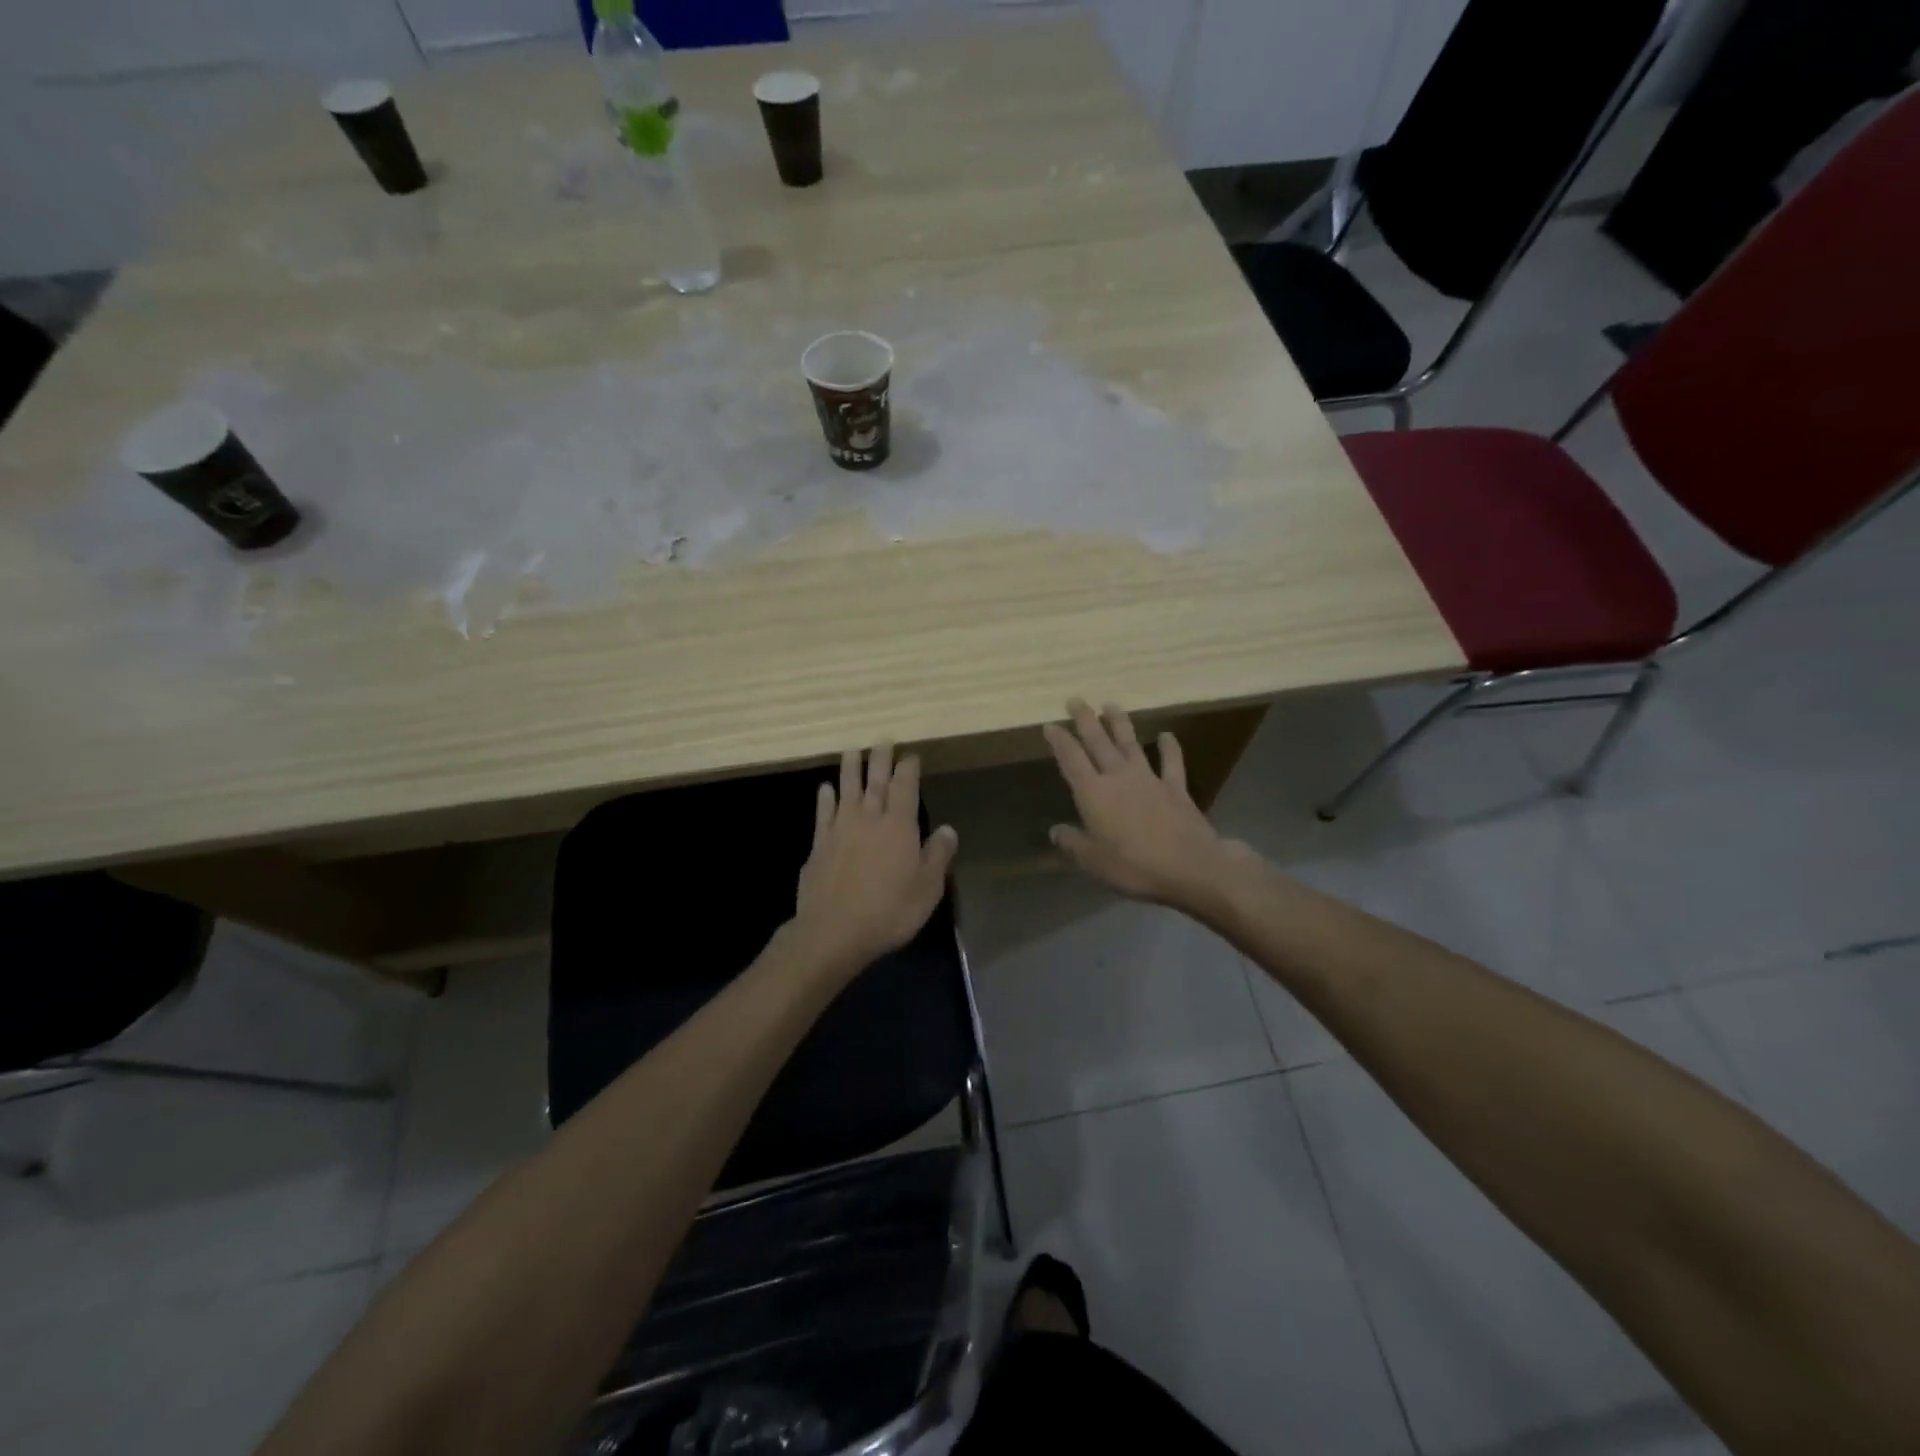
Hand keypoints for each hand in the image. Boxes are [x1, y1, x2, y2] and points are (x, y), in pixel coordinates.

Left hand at [790, 743, 958, 975]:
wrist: (834, 931)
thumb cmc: (889, 911)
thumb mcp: (927, 889)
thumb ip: (938, 855)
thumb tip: (948, 829)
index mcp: (899, 826)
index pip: (905, 788)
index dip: (908, 769)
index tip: (910, 755)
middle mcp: (869, 819)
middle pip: (875, 782)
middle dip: (880, 759)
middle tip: (882, 740)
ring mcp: (840, 830)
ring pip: (846, 790)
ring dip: (850, 769)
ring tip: (852, 750)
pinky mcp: (819, 846)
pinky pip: (823, 814)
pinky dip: (825, 799)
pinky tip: (825, 789)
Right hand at [1043, 699, 1254, 910]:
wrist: (1190, 866)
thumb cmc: (1134, 866)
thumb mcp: (1094, 861)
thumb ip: (1073, 843)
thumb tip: (1055, 831)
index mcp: (1094, 794)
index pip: (1071, 760)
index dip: (1060, 742)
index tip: (1051, 725)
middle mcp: (1119, 778)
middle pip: (1098, 742)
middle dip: (1085, 720)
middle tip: (1076, 700)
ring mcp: (1149, 779)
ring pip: (1131, 744)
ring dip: (1120, 723)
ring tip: (1111, 704)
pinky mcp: (1175, 788)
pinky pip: (1171, 762)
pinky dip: (1169, 748)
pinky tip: (1166, 735)